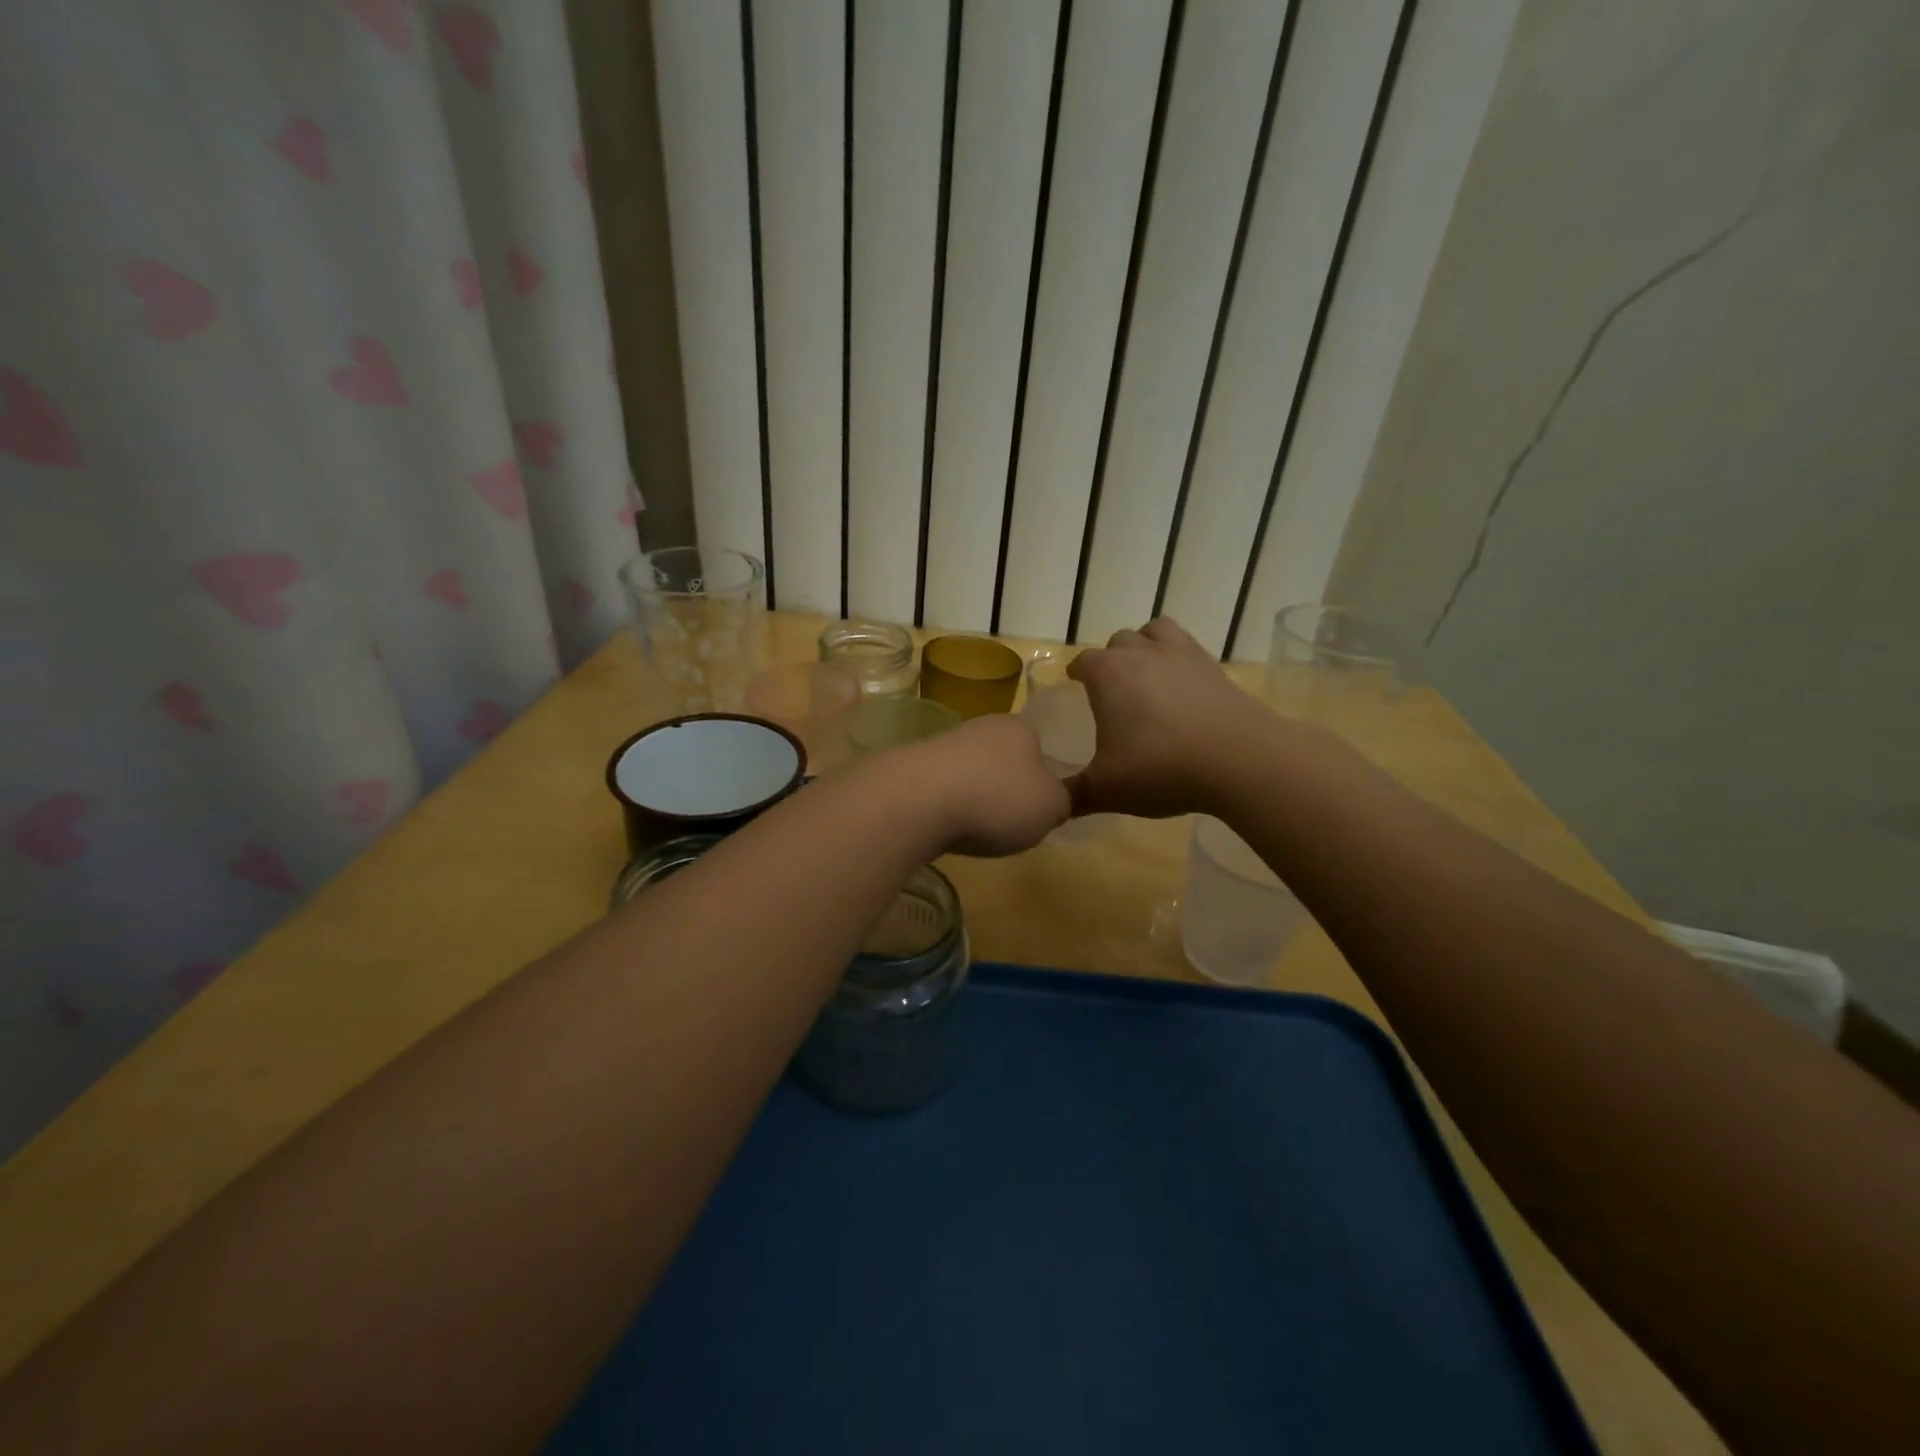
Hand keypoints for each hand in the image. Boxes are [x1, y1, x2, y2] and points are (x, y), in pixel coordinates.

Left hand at [893, 714, 1070, 856]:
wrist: (918, 801)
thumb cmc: (998, 799)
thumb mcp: (1051, 807)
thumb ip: (1059, 802)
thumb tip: (1050, 801)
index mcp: (1020, 728)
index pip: (1038, 747)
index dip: (1040, 779)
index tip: (1036, 808)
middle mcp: (981, 727)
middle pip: (1001, 760)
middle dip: (1004, 789)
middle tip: (1007, 823)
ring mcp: (942, 744)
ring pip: (969, 774)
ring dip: (972, 799)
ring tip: (972, 830)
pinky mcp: (911, 767)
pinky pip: (939, 790)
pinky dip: (944, 808)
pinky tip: (942, 827)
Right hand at [1065, 617, 1274, 818]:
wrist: (1239, 760)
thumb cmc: (1161, 768)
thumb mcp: (1107, 790)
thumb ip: (1074, 795)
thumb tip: (1050, 805)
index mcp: (1108, 674)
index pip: (1082, 661)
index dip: (1076, 672)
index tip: (1074, 685)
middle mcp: (1142, 654)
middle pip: (1118, 642)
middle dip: (1110, 660)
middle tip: (1111, 691)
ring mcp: (1182, 655)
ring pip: (1155, 631)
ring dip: (1145, 646)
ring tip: (1145, 674)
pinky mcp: (1214, 667)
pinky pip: (1188, 647)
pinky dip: (1178, 659)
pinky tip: (1181, 687)